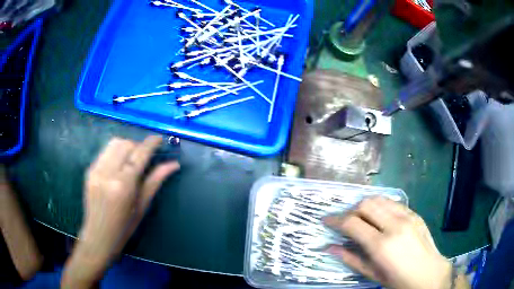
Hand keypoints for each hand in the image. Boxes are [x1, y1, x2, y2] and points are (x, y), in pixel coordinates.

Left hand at [80, 135, 179, 259]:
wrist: (99, 236)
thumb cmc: (125, 227)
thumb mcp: (142, 206)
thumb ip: (155, 181)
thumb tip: (173, 165)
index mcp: (123, 185)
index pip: (139, 154)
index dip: (150, 143)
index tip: (159, 139)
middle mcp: (108, 173)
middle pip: (125, 144)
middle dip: (138, 145)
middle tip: (144, 157)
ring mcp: (96, 170)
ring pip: (113, 144)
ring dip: (126, 146)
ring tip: (131, 159)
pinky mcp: (89, 170)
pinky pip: (105, 152)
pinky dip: (115, 152)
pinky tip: (118, 166)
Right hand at [324, 197, 453, 288]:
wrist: (428, 273)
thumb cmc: (398, 280)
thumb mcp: (372, 274)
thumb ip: (350, 259)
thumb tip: (329, 248)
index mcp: (381, 244)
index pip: (352, 223)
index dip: (336, 220)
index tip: (326, 220)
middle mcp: (394, 225)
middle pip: (365, 204)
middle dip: (351, 211)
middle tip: (346, 223)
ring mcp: (407, 216)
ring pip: (379, 199)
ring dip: (366, 205)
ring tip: (362, 218)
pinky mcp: (415, 213)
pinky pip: (393, 202)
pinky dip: (381, 206)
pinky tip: (380, 217)